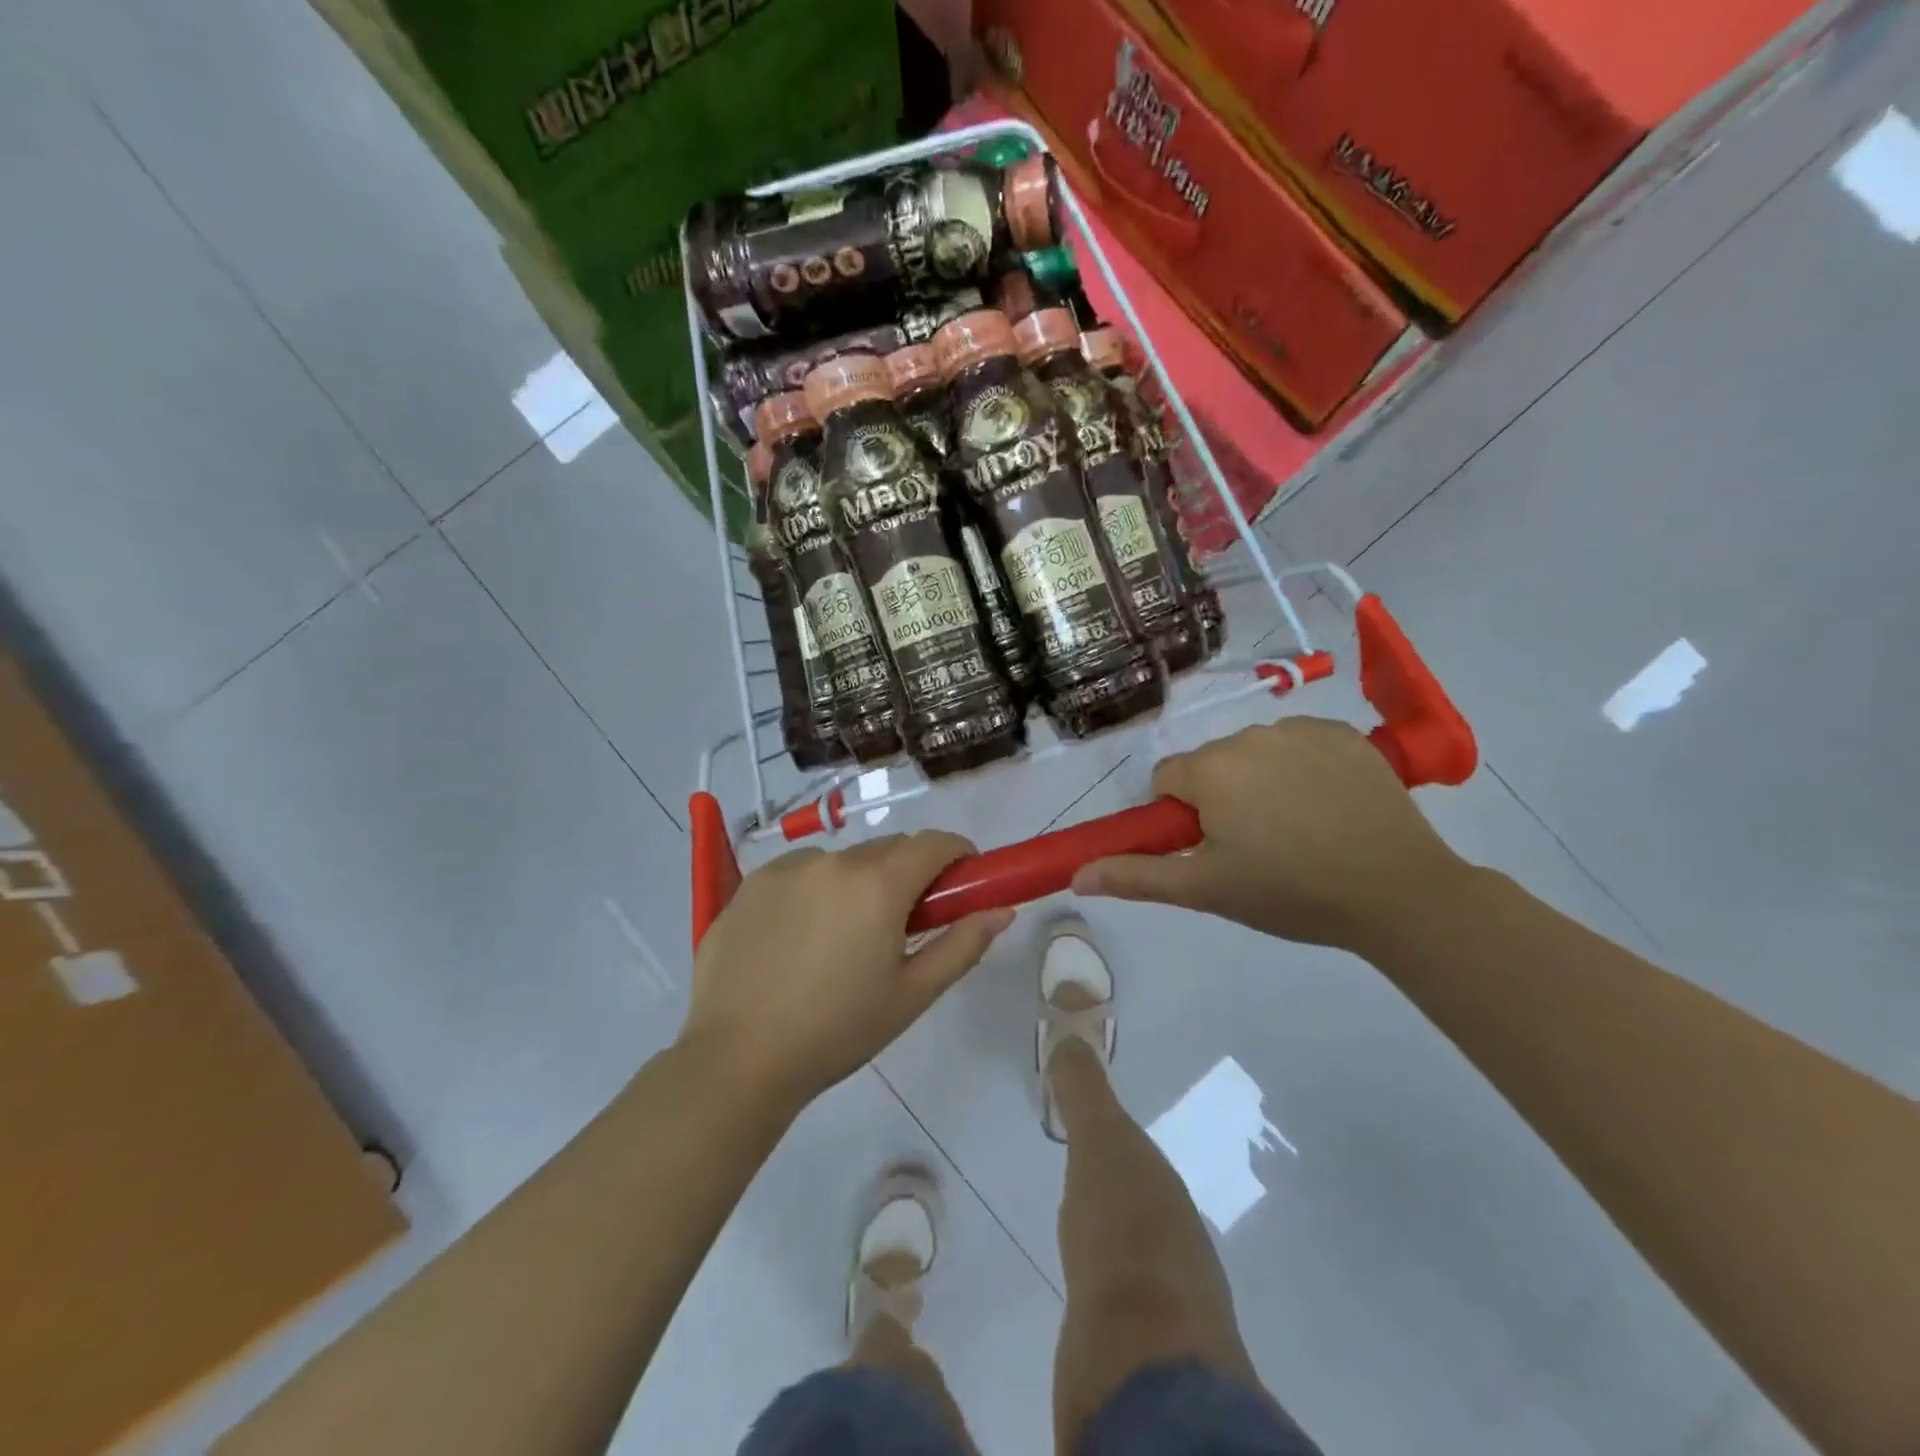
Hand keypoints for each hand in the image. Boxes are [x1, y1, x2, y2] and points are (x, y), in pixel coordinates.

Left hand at [681, 831, 1012, 1113]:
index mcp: (878, 885)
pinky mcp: (751, 883)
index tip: (959, 885)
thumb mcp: (911, 995)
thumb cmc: (837, 1031)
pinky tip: (798, 939)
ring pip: (843, 860)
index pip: (934, 842)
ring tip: (840, 939)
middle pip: (889, 849)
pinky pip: (801, 872)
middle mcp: (833, 861)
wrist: (737, 1060)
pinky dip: (814, 890)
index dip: (957, 856)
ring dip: (857, 882)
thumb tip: (1003, 911)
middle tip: (901, 926)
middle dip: (906, 875)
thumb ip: (962, 945)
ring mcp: (786, 868)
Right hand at [1073, 717, 1470, 950]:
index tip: (1212, 849)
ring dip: (1259, 783)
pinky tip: (1328, 807)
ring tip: (1298, 832)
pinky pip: (1298, 745)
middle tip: (1255, 848)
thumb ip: (1136, 876)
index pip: (1166, 780)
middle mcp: (1248, 735)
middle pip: (1210, 765)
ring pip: (1253, 754)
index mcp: (1210, 769)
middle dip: (1220, 799)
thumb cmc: (1290, 892)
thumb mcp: (1206, 890)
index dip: (1181, 817)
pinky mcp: (1344, 733)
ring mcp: (1300, 730)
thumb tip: (1077, 875)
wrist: (1399, 891)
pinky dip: (1301, 769)